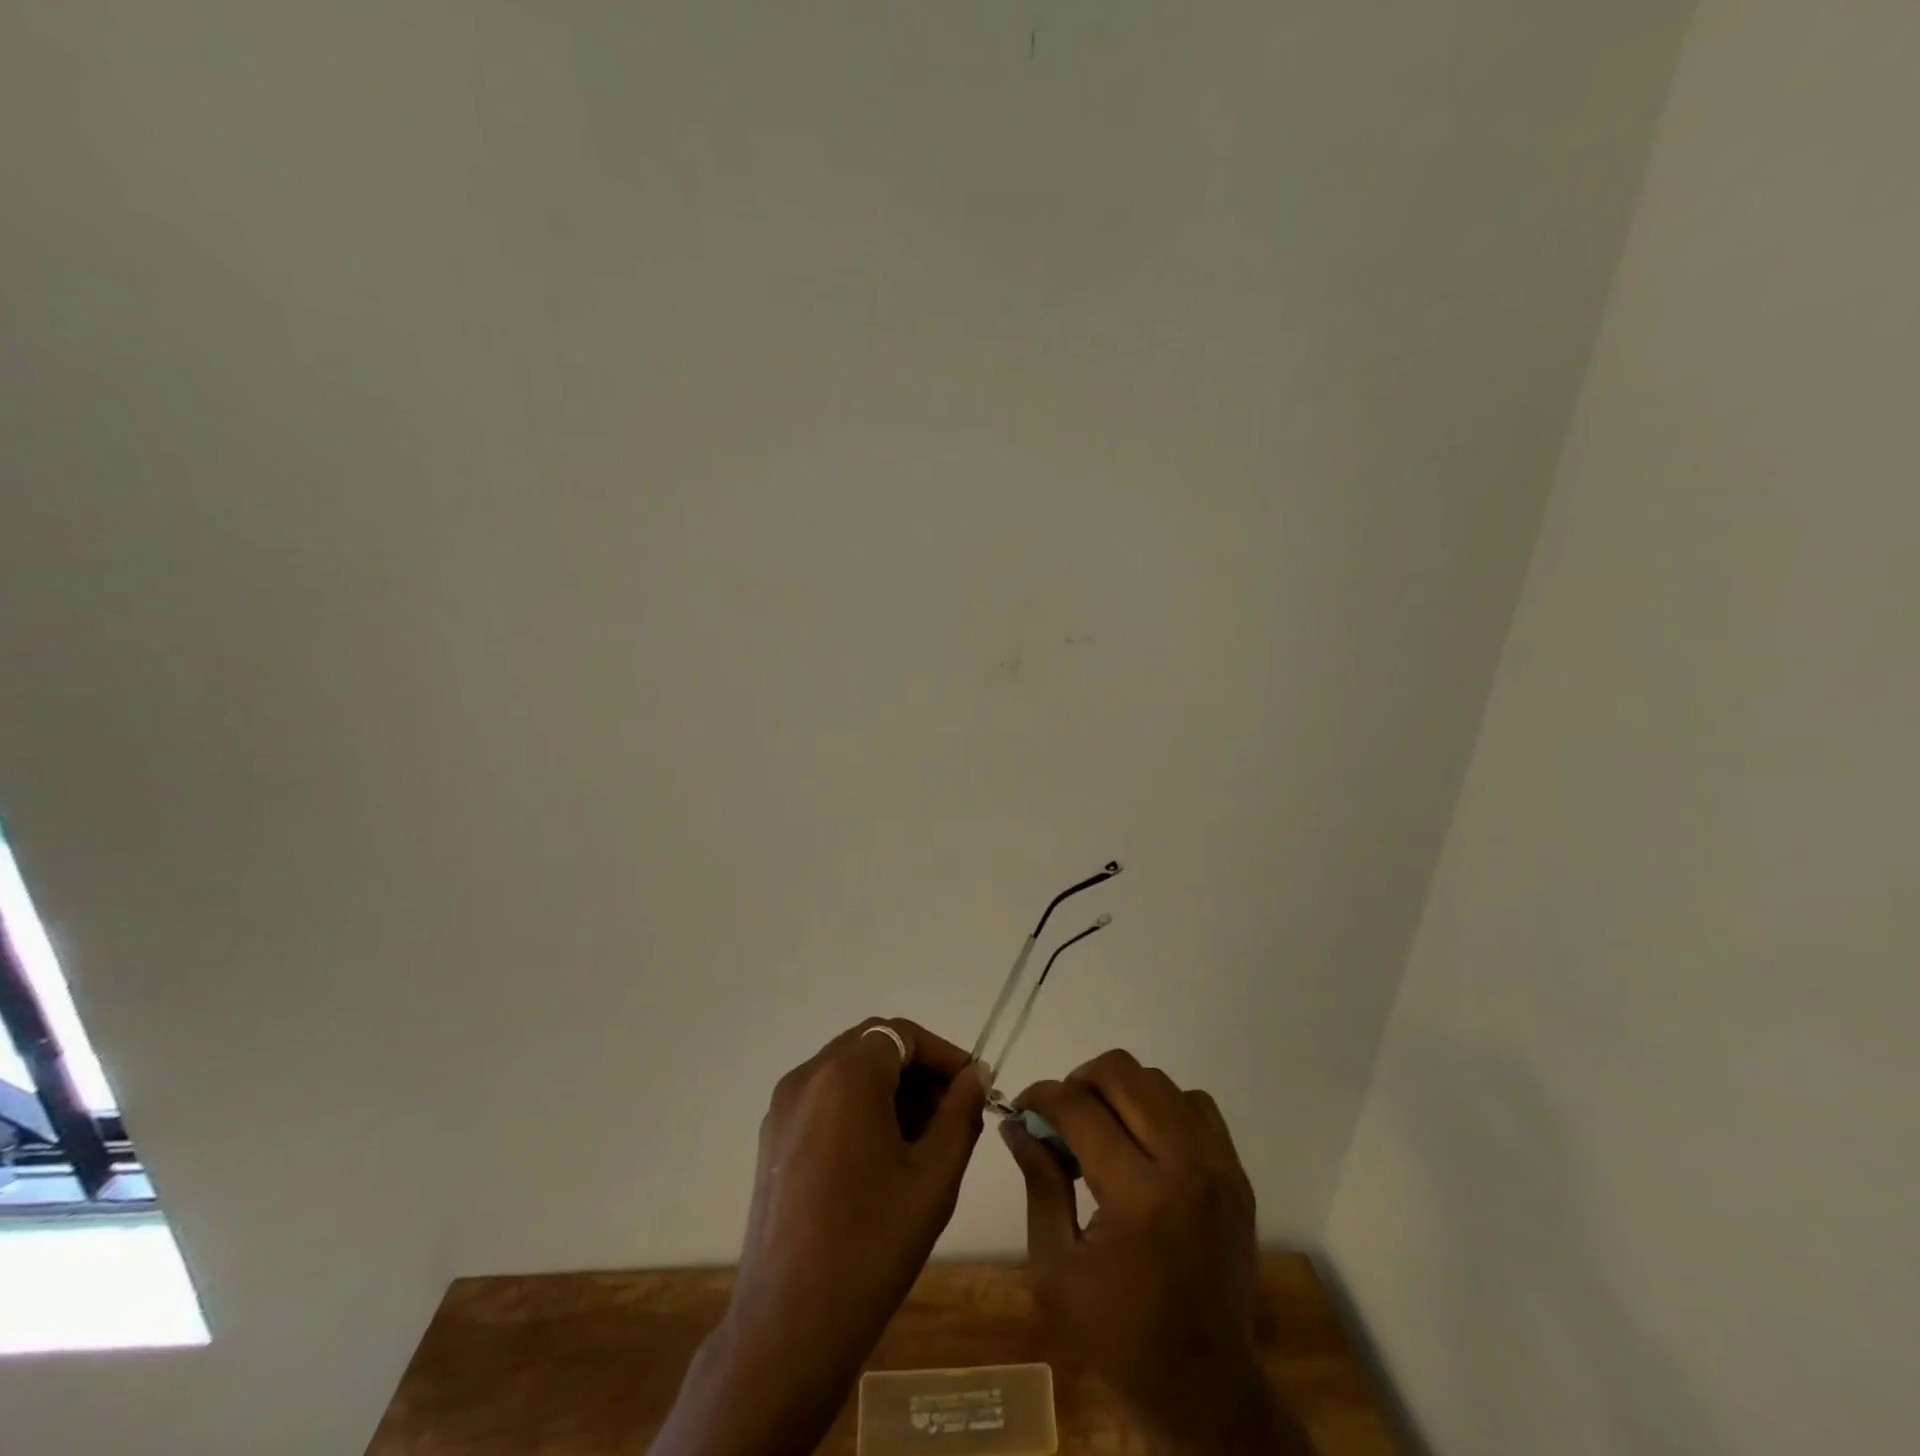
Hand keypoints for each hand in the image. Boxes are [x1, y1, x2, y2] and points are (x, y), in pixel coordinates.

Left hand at [653, 1018, 987, 1455]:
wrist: (788, 1327)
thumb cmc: (871, 1246)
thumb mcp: (934, 1176)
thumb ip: (960, 1114)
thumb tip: (976, 1076)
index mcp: (845, 1075)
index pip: (904, 1034)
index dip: (944, 1055)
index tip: (975, 1088)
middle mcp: (808, 1075)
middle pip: (874, 1046)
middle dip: (918, 1071)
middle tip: (953, 1114)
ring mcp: (783, 1106)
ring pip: (848, 1070)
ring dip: (890, 1089)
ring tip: (924, 1139)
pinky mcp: (772, 1137)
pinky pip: (825, 1097)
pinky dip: (859, 1106)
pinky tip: (882, 1156)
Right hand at [1004, 1050, 1307, 1454]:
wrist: (1207, 1390)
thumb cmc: (1120, 1337)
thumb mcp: (1057, 1268)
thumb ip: (1039, 1182)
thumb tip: (1017, 1123)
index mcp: (1138, 1196)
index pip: (1078, 1107)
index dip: (1040, 1097)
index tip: (1022, 1110)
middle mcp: (1185, 1165)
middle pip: (1122, 1073)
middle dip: (1079, 1082)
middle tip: (1062, 1119)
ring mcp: (1218, 1166)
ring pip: (1158, 1081)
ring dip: (1120, 1092)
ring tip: (1101, 1131)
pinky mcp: (1237, 1173)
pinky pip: (1194, 1104)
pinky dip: (1162, 1106)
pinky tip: (1145, 1142)